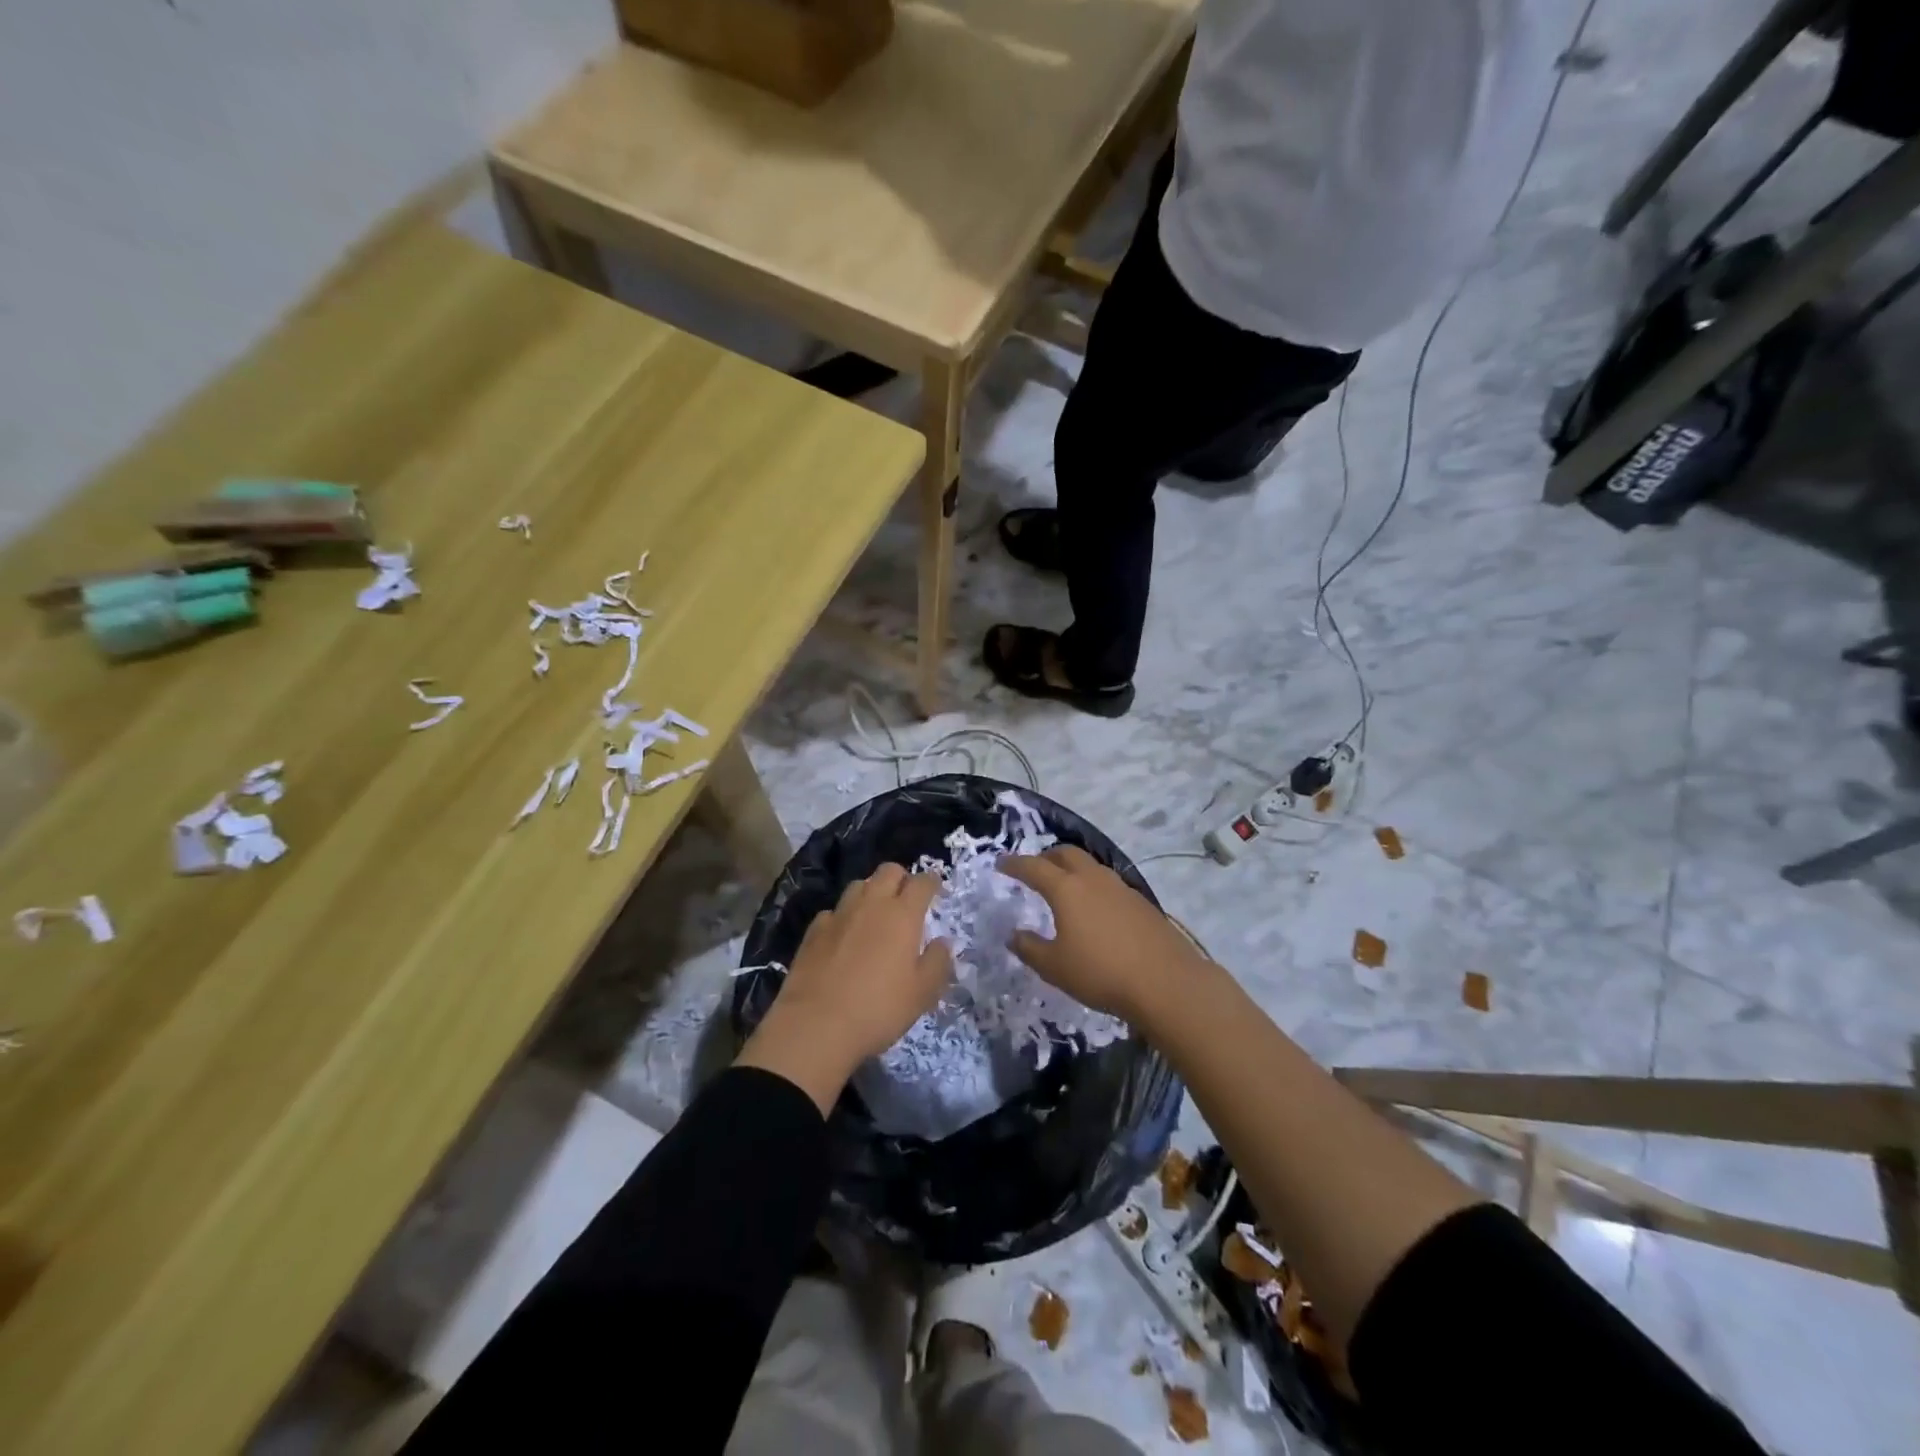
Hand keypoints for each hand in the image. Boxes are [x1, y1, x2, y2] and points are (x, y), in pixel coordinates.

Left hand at [737, 864, 952, 1112]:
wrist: (815, 1025)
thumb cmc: (878, 1009)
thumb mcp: (922, 993)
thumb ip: (938, 962)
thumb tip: (942, 941)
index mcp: (903, 915)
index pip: (922, 882)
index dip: (932, 882)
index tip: (936, 891)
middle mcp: (871, 904)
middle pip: (889, 871)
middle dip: (902, 879)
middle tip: (907, 901)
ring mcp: (839, 914)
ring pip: (859, 885)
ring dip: (871, 893)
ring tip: (875, 916)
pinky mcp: (813, 930)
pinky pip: (834, 911)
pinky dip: (844, 917)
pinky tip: (844, 937)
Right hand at [1001, 846, 1208, 1025]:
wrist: (1166, 982)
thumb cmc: (1101, 973)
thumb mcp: (1055, 967)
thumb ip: (1029, 948)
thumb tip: (1014, 935)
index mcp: (1066, 889)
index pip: (1034, 867)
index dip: (1015, 864)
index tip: (1001, 863)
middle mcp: (1093, 879)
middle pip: (1066, 854)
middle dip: (1046, 857)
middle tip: (1035, 869)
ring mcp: (1120, 888)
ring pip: (1090, 865)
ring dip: (1073, 868)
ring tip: (1065, 886)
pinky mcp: (1141, 902)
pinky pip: (1108, 883)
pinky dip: (1093, 886)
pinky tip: (1095, 908)